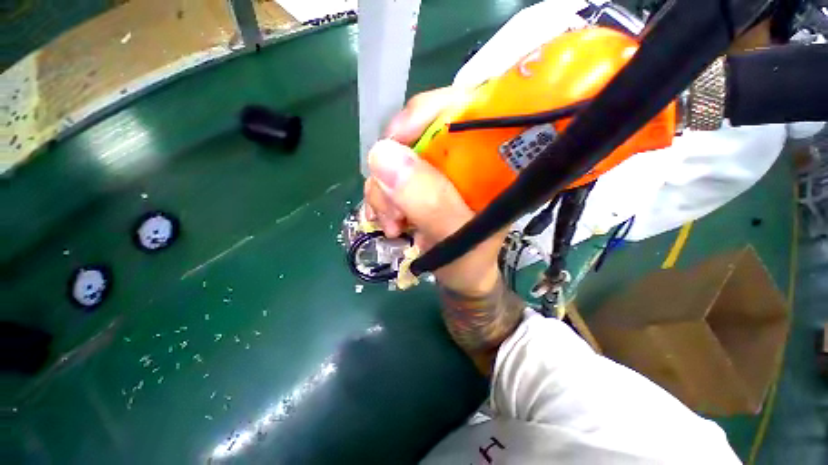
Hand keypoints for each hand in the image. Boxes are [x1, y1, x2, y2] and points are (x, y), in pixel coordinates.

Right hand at [364, 87, 506, 295]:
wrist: (461, 277)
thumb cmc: (471, 262)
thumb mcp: (457, 238)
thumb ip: (430, 202)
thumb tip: (383, 155)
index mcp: (492, 159)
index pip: (464, 105)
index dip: (425, 113)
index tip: (395, 141)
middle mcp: (464, 157)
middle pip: (417, 132)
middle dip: (395, 170)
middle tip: (394, 210)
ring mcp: (437, 170)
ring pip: (396, 157)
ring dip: (384, 191)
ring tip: (393, 225)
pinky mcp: (419, 183)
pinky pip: (387, 177)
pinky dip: (380, 197)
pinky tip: (386, 221)